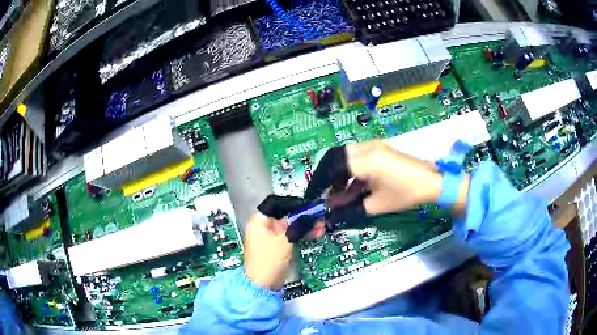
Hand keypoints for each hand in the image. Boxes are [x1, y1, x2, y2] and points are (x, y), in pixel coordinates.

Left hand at [243, 195, 323, 289]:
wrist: (263, 285)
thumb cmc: (269, 260)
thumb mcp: (285, 240)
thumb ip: (298, 225)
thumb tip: (310, 213)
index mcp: (259, 221)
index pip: (277, 205)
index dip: (293, 204)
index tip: (309, 205)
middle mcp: (264, 227)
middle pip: (285, 216)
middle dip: (303, 216)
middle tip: (320, 216)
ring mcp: (271, 237)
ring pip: (290, 226)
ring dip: (305, 225)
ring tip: (322, 226)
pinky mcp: (278, 247)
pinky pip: (291, 236)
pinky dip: (302, 234)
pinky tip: (316, 234)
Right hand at [306, 141, 468, 218]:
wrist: (432, 182)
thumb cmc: (406, 194)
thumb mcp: (376, 204)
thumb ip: (349, 206)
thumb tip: (329, 208)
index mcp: (366, 160)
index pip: (332, 168)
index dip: (320, 183)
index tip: (314, 196)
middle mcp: (367, 147)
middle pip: (335, 156)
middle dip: (327, 176)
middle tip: (324, 193)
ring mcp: (374, 145)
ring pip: (345, 156)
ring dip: (338, 174)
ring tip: (338, 194)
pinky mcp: (379, 148)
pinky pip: (357, 156)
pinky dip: (350, 171)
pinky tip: (352, 187)